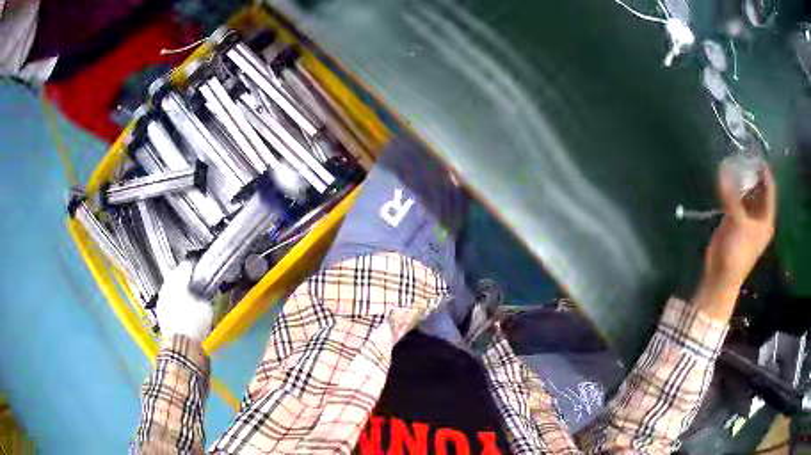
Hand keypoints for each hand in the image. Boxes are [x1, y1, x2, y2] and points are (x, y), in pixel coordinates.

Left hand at [156, 261, 213, 341]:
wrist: (179, 345)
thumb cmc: (193, 324)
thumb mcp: (206, 308)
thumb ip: (204, 296)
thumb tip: (203, 294)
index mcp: (178, 281)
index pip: (185, 266)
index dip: (194, 268)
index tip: (200, 273)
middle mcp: (167, 286)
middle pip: (174, 275)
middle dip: (183, 278)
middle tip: (193, 284)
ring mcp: (161, 298)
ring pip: (169, 287)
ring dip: (177, 289)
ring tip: (187, 298)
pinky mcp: (160, 311)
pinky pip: (167, 299)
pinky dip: (173, 301)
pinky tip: (181, 309)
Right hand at [694, 163, 775, 318]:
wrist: (722, 275)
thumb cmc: (737, 253)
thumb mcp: (738, 223)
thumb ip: (731, 196)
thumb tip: (722, 170)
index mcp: (765, 219)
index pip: (769, 191)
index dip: (765, 173)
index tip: (757, 156)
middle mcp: (758, 217)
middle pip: (758, 190)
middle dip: (752, 174)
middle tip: (744, 155)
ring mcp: (746, 218)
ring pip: (746, 193)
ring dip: (741, 180)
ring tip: (734, 161)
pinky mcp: (733, 220)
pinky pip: (734, 199)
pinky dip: (731, 189)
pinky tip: (726, 177)